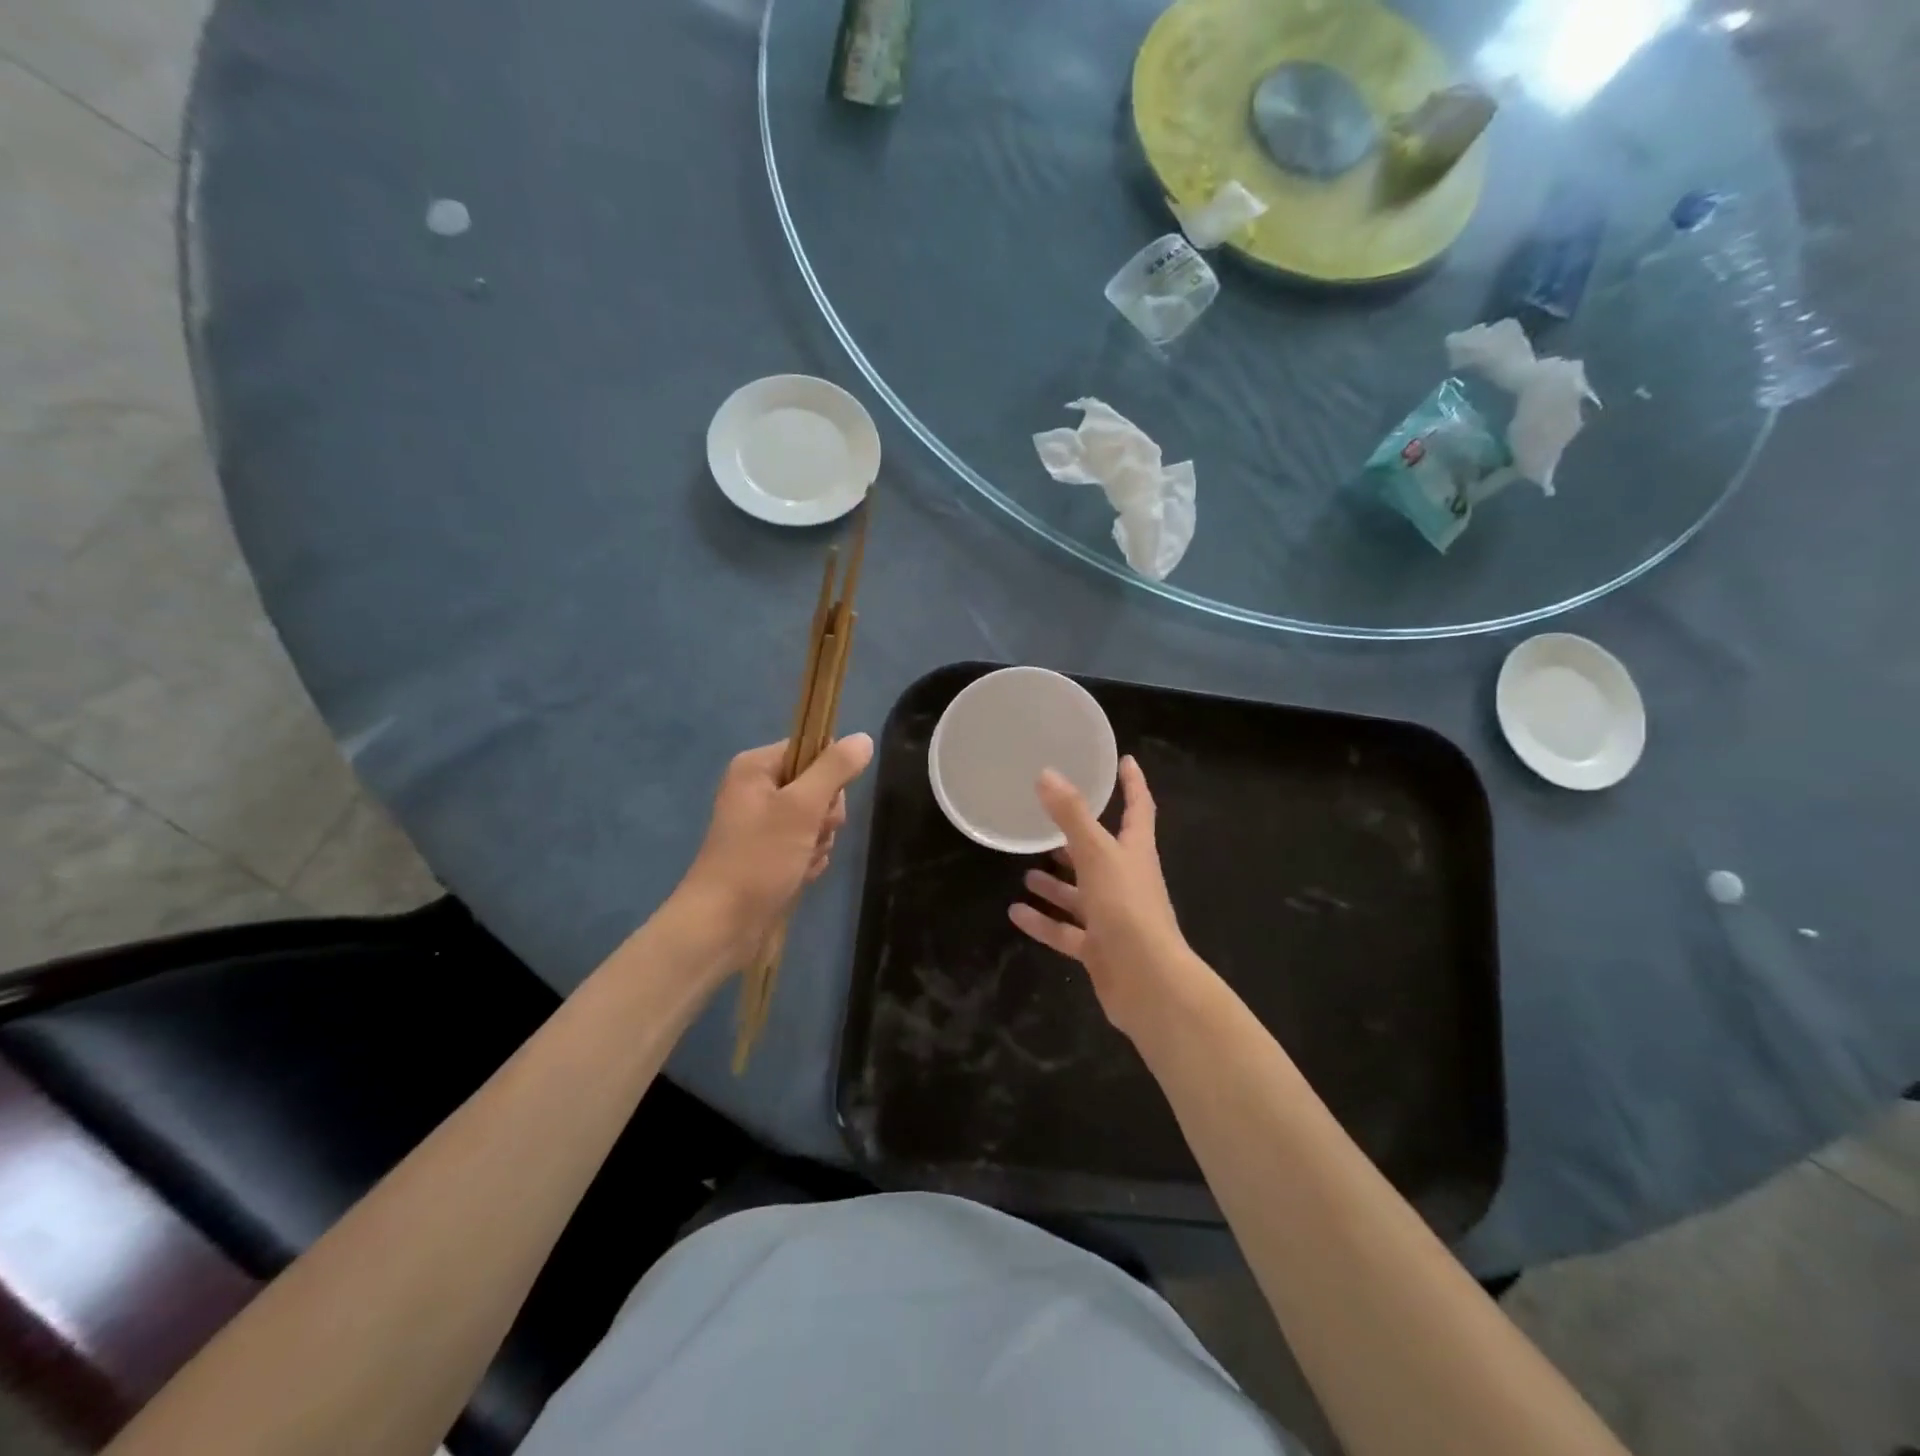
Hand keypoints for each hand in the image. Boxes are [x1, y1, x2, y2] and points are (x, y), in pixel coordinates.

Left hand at [679, 734, 874, 969]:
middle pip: (820, 784)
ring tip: (801, 860)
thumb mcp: (801, 807)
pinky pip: (809, 842)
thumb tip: (864, 738)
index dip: (829, 774)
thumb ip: (835, 770)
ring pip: (818, 817)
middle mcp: (759, 788)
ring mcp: (765, 822)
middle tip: (811, 834)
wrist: (724, 925)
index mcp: (757, 767)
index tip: (823, 801)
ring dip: (820, 840)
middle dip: (825, 814)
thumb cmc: (759, 859)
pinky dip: (810, 858)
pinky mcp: (772, 851)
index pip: (812, 748)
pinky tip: (799, 874)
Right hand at [1009, 756, 1209, 1039]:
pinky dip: (1044, 922)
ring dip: (1057, 883)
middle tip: (1049, 822)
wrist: (1148, 983)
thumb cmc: (1127, 908)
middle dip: (1078, 838)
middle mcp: (1127, 881)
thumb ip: (1071, 815)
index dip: (1133, 784)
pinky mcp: (1100, 949)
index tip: (1125, 760)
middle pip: (1102, 853)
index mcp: (1135, 853)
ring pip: (1081, 894)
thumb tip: (1046, 774)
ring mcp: (1114, 917)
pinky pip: (1067, 931)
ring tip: (1027, 871)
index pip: (1138, 808)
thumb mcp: (1096, 854)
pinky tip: (1016, 912)